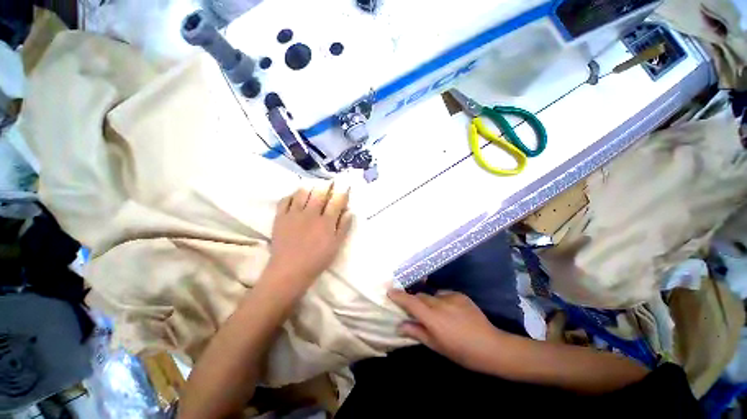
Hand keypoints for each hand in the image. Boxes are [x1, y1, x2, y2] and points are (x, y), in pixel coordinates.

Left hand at [263, 182, 353, 294]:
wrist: (289, 270)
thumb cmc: (317, 260)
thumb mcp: (336, 246)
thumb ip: (343, 227)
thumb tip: (349, 211)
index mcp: (326, 222)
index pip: (336, 201)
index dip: (342, 192)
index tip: (344, 186)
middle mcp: (311, 214)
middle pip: (319, 193)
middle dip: (326, 185)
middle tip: (329, 182)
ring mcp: (294, 214)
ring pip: (302, 193)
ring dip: (309, 187)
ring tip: (313, 186)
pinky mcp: (280, 217)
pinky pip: (285, 200)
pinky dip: (291, 195)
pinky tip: (295, 196)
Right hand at [388, 289, 504, 372]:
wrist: (491, 347)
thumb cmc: (461, 352)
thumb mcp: (436, 346)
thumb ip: (417, 332)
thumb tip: (400, 325)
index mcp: (433, 318)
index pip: (411, 302)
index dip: (399, 296)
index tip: (390, 291)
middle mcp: (440, 303)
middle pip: (420, 296)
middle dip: (414, 301)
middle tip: (415, 310)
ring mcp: (451, 297)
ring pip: (432, 295)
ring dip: (429, 301)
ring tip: (436, 313)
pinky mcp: (460, 294)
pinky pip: (444, 294)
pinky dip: (441, 300)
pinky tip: (449, 311)